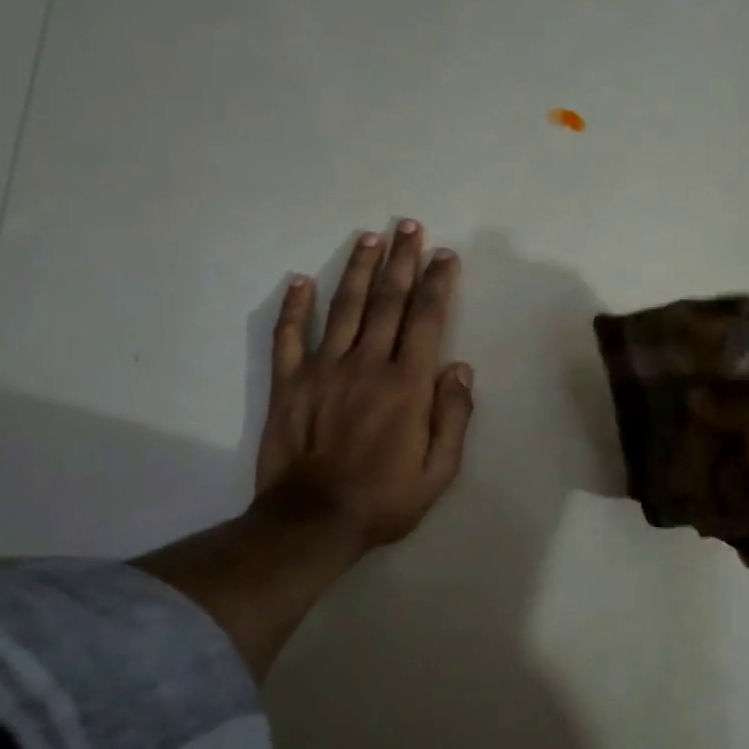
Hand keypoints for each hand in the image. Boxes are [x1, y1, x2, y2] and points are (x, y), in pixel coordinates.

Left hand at [254, 220, 473, 557]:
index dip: (437, 283)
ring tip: (370, 239)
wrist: (313, 522)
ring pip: (345, 307)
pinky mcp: (288, 383)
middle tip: (409, 227)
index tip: (445, 256)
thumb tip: (460, 369)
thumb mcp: (439, 471)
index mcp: (406, 385)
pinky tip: (302, 281)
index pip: (425, 319)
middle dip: (402, 261)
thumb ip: (454, 417)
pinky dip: (295, 307)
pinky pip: (289, 336)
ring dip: (359, 270)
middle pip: (387, 301)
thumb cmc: (384, 500)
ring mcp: (323, 369)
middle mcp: (366, 364)